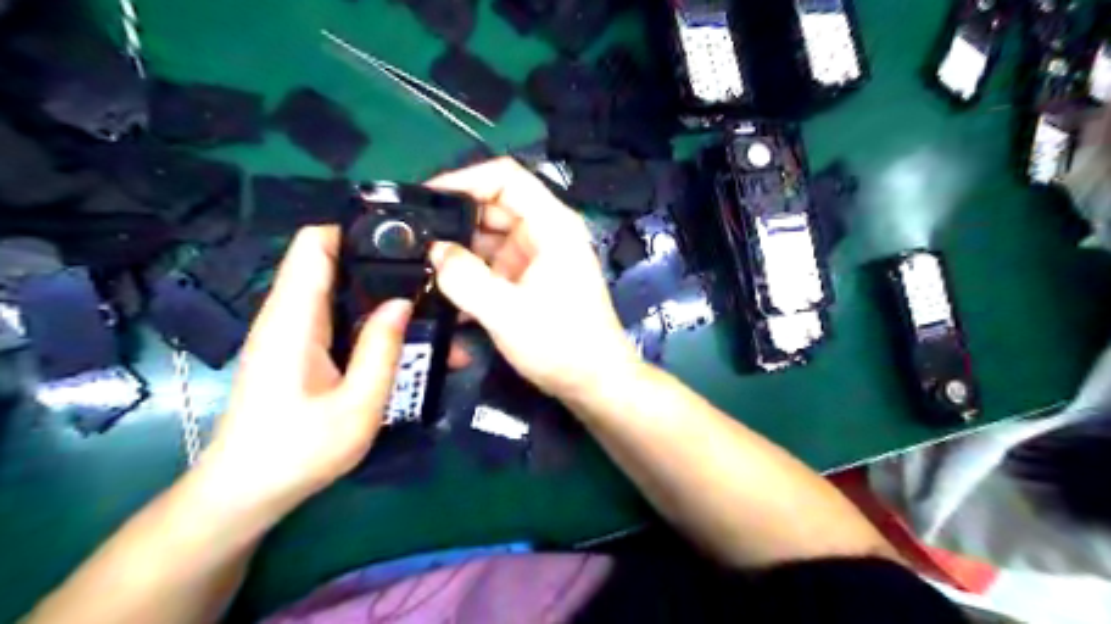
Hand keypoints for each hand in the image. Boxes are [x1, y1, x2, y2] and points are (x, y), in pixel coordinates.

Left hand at [197, 226, 407, 519]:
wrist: (246, 491)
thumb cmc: (298, 451)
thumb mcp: (357, 405)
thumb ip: (381, 350)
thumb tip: (403, 301)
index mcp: (293, 319)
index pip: (314, 244)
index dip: (356, 230)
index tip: (404, 239)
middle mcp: (287, 314)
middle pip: (331, 260)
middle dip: (379, 260)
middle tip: (428, 273)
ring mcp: (291, 330)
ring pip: (336, 287)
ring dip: (377, 289)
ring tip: (424, 299)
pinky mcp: (297, 347)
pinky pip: (334, 313)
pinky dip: (367, 312)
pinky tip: (400, 330)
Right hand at [423, 157, 637, 398]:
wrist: (595, 383)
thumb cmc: (560, 344)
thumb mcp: (505, 311)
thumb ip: (464, 278)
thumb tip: (435, 250)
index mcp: (551, 225)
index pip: (506, 177)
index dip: (464, 178)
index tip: (426, 197)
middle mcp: (546, 233)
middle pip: (493, 208)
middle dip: (454, 221)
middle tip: (412, 239)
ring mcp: (538, 258)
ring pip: (489, 239)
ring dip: (459, 253)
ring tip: (420, 267)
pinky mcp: (531, 281)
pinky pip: (494, 266)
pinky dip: (472, 275)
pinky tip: (445, 293)